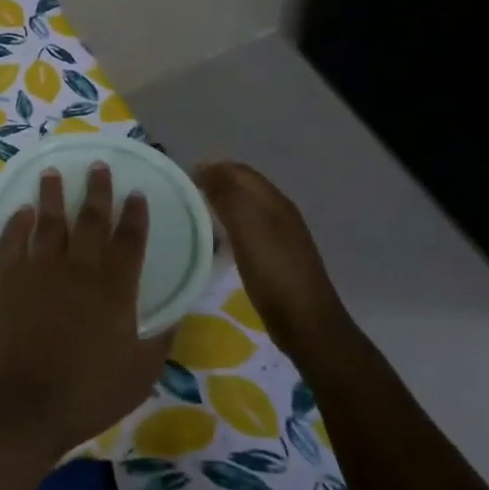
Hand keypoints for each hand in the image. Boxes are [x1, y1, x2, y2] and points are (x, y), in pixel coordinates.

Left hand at [0, 164, 167, 455]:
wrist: (23, 405)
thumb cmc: (87, 393)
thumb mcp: (140, 373)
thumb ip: (159, 339)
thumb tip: (173, 316)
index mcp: (115, 289)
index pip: (130, 240)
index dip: (135, 215)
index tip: (136, 193)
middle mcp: (79, 269)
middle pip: (90, 220)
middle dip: (97, 190)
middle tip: (98, 165)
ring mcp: (40, 272)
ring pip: (49, 222)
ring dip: (52, 195)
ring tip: (52, 172)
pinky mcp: (9, 281)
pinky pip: (12, 242)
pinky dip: (16, 224)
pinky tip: (21, 211)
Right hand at [194, 161, 348, 342]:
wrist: (306, 322)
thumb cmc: (274, 273)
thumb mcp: (248, 229)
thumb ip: (228, 196)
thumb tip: (206, 166)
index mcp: (274, 201)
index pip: (240, 171)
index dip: (212, 168)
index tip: (182, 178)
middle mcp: (279, 213)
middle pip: (244, 187)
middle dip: (215, 183)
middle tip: (183, 195)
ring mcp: (280, 236)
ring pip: (245, 208)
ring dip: (221, 204)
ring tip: (193, 214)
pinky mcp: (275, 258)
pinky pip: (247, 230)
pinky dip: (229, 227)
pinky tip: (215, 241)